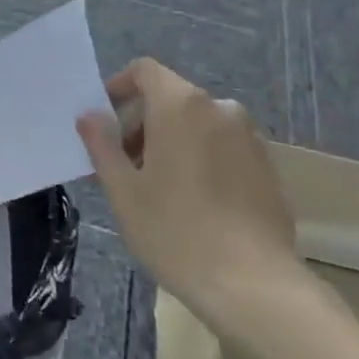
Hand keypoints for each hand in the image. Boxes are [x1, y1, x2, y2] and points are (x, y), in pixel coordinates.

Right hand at [76, 59, 309, 333]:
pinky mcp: (268, 168)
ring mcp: (249, 139)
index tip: (104, 124)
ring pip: (197, 124)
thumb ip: (102, 144)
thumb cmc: (175, 231)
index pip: (144, 71)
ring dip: (170, 142)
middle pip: (170, 98)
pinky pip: (222, 147)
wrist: (254, 286)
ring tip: (155, 189)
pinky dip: (200, 159)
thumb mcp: (122, 189)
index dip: (119, 88)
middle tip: (122, 166)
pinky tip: (191, 204)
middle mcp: (220, 110)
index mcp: (181, 105)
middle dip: (141, 124)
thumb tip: (90, 116)